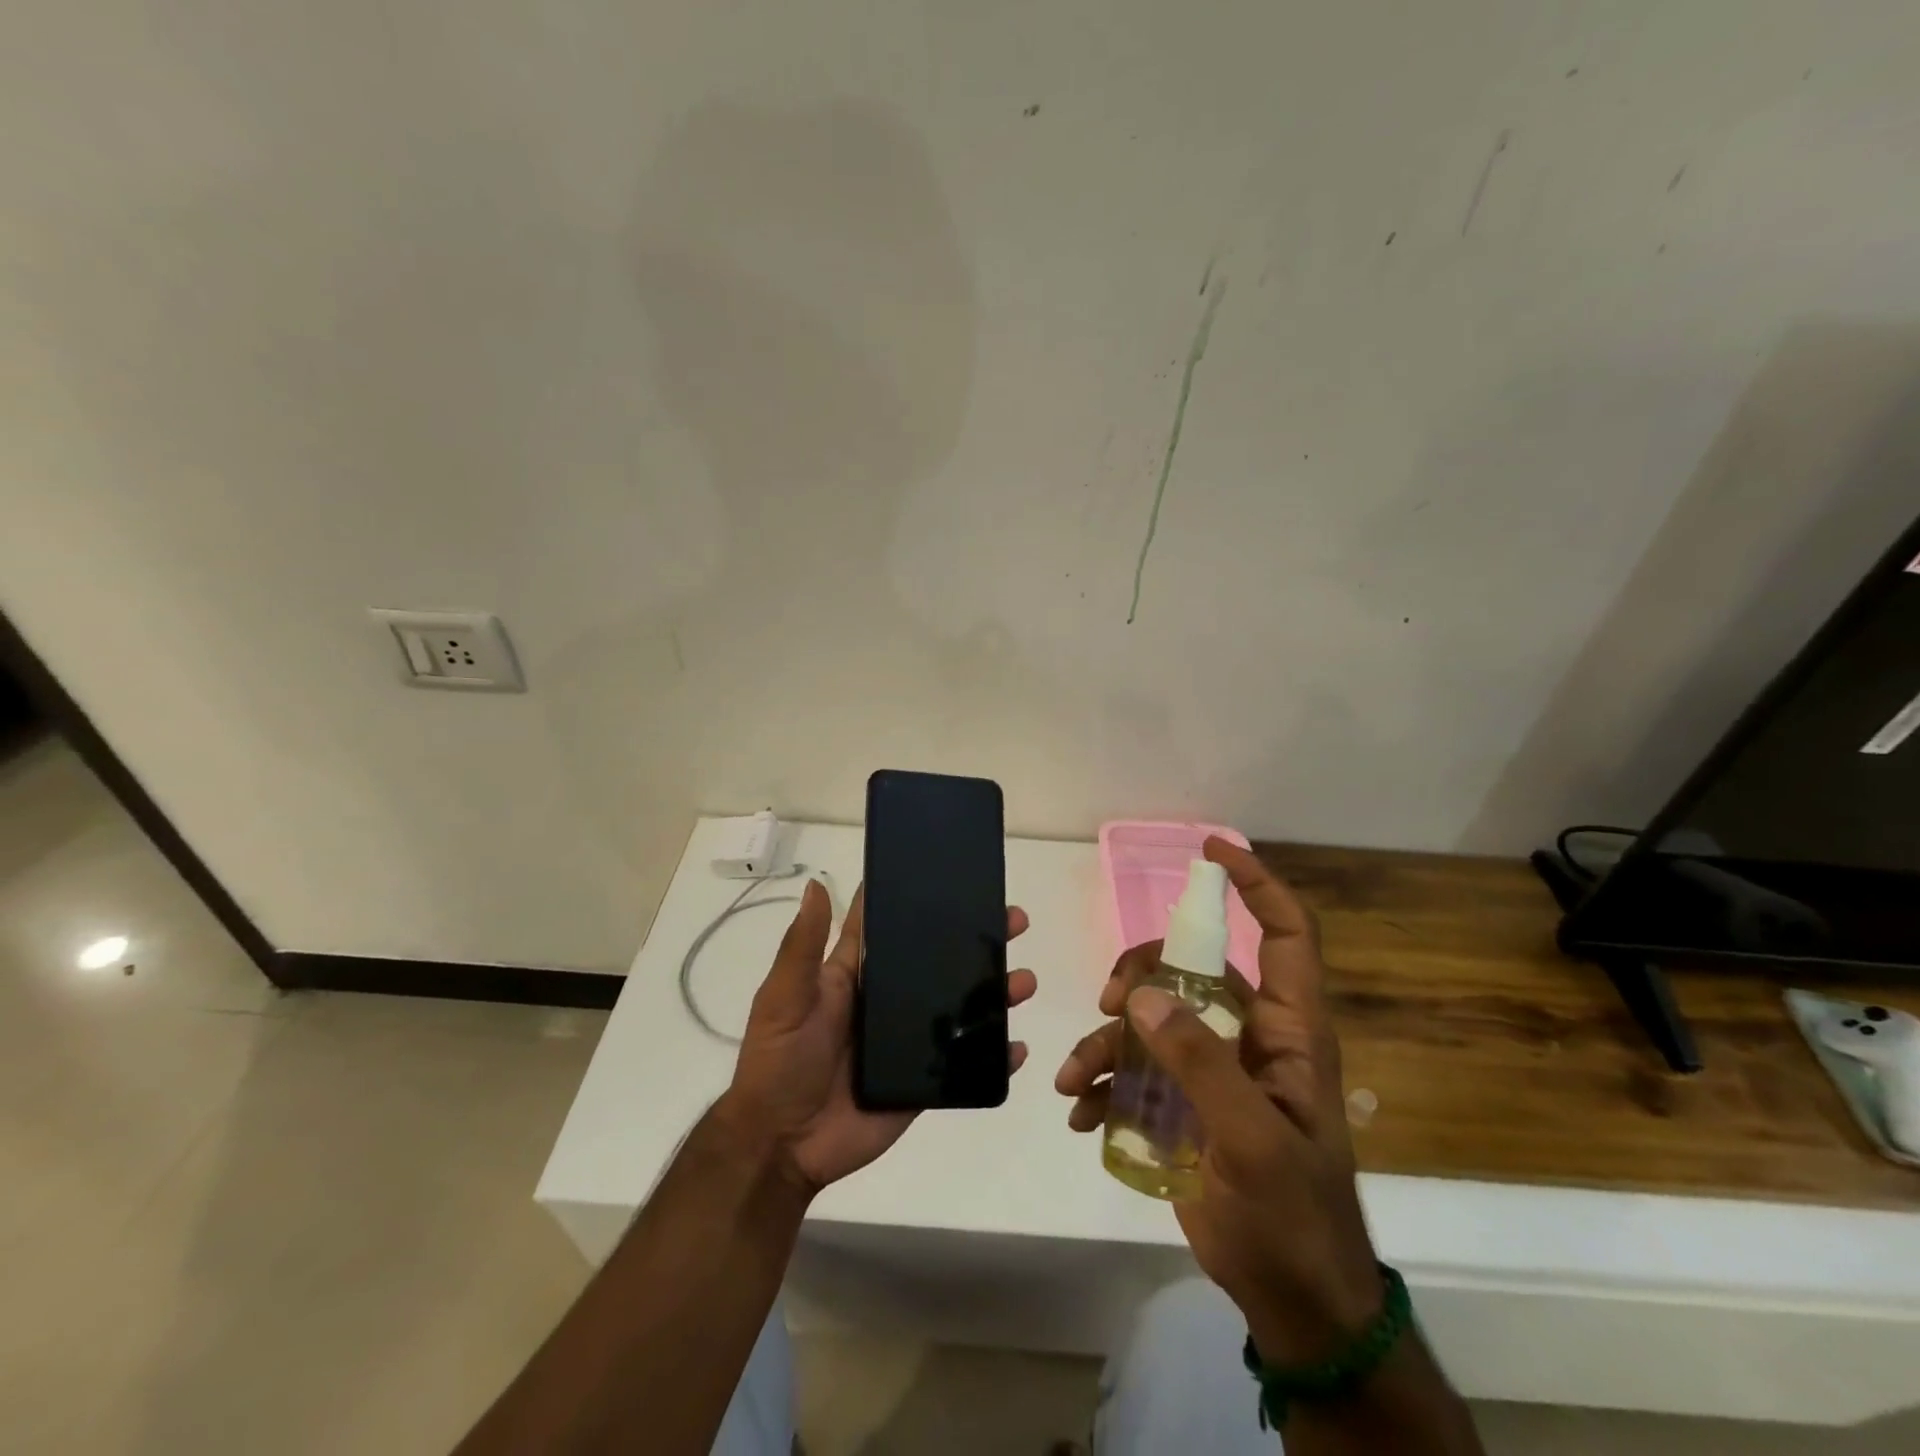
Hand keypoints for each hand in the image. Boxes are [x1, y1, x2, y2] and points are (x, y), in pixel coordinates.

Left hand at [719, 879, 1034, 1195]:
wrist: (783, 1146)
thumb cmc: (779, 1062)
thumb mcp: (785, 998)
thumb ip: (803, 946)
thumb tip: (818, 885)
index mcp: (855, 975)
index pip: (890, 927)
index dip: (916, 900)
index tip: (954, 874)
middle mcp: (888, 1000)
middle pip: (938, 961)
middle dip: (976, 940)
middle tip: (1014, 920)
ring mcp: (910, 1040)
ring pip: (961, 1007)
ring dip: (995, 992)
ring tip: (1023, 980)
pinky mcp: (924, 1080)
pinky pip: (966, 1064)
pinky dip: (994, 1055)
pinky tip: (1018, 1047)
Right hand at [1054, 837, 1382, 1363]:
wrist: (1294, 1301)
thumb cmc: (1293, 1217)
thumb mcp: (1251, 1140)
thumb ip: (1199, 1065)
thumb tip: (1142, 996)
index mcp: (1290, 1033)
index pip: (1287, 935)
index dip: (1257, 886)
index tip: (1211, 851)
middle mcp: (1251, 1037)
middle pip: (1192, 968)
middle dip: (1143, 972)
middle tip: (1110, 1001)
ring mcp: (1214, 1069)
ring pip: (1152, 1018)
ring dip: (1107, 1039)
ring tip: (1075, 1078)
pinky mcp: (1183, 1102)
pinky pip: (1135, 1067)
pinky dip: (1103, 1082)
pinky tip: (1082, 1113)